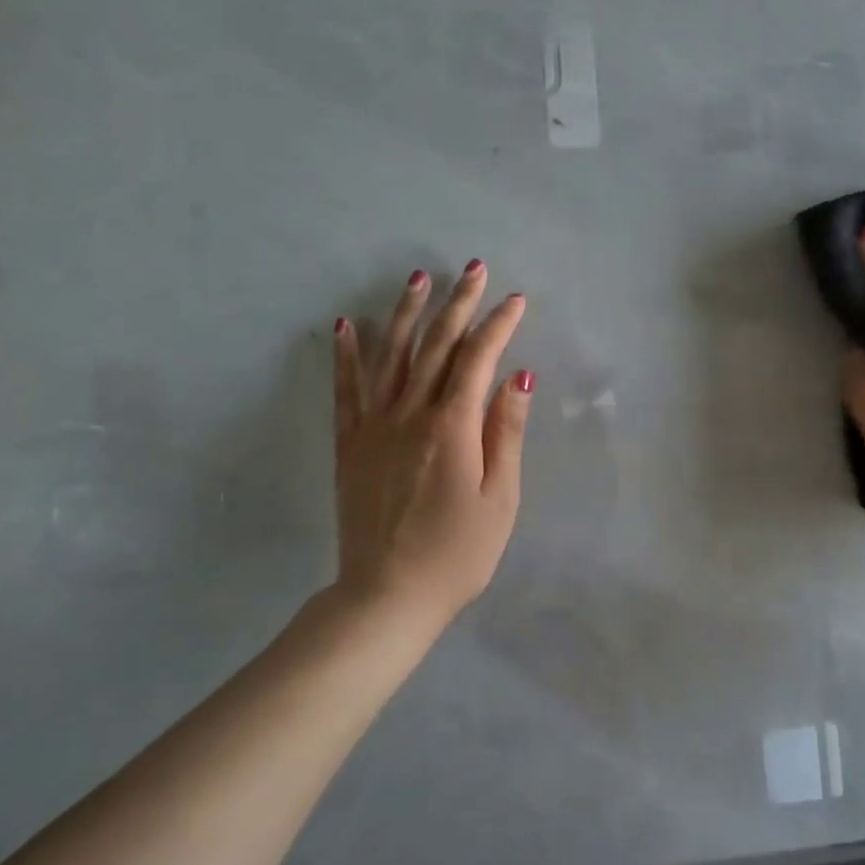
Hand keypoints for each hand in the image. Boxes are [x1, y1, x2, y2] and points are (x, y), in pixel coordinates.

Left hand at [330, 262, 532, 619]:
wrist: (387, 595)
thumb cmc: (457, 553)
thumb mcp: (500, 498)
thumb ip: (506, 432)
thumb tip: (519, 376)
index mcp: (452, 427)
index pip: (478, 359)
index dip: (498, 326)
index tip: (515, 300)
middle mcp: (410, 414)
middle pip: (437, 346)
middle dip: (458, 304)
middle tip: (473, 269)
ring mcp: (374, 426)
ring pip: (391, 356)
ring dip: (406, 313)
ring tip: (418, 278)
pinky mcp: (349, 444)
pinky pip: (346, 389)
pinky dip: (346, 355)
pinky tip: (345, 325)